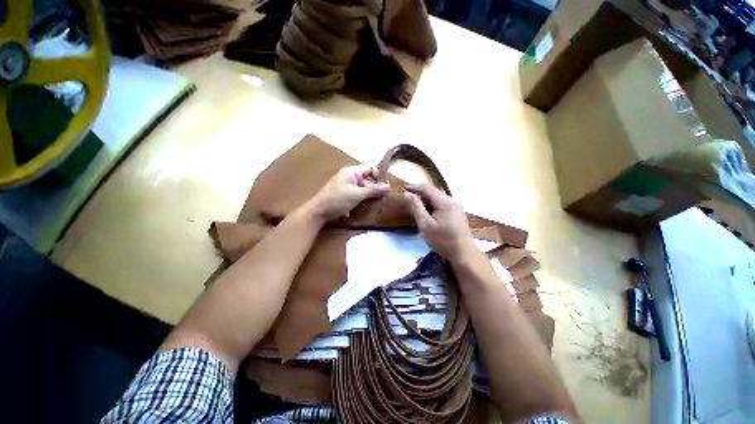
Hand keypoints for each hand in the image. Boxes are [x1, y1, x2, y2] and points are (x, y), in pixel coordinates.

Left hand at [308, 165, 389, 220]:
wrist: (318, 212)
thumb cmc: (337, 200)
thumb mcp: (357, 195)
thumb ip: (373, 190)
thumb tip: (389, 186)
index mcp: (352, 171)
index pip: (370, 168)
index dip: (379, 176)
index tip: (385, 188)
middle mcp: (350, 176)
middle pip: (368, 179)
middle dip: (376, 188)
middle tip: (383, 199)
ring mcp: (347, 186)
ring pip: (364, 187)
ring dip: (370, 195)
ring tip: (377, 204)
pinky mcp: (345, 195)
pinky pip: (358, 194)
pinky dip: (364, 199)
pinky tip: (367, 206)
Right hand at [404, 184, 476, 262]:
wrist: (464, 254)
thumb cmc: (443, 241)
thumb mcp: (426, 225)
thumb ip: (416, 207)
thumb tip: (407, 194)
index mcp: (445, 201)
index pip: (427, 187)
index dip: (414, 187)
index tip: (402, 189)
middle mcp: (452, 199)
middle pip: (433, 191)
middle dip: (419, 194)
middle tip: (407, 199)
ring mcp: (456, 205)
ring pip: (437, 197)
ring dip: (425, 200)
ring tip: (414, 206)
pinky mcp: (457, 212)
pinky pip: (442, 203)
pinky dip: (432, 205)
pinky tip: (427, 213)